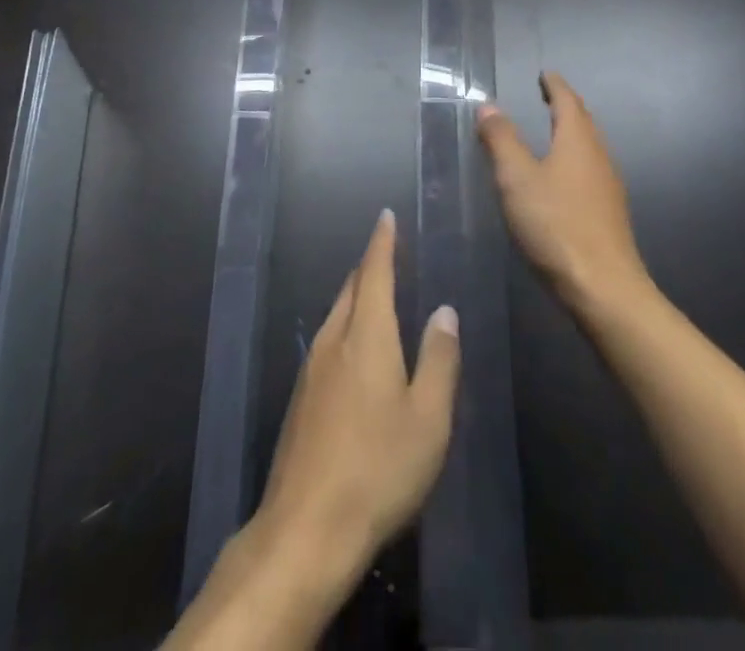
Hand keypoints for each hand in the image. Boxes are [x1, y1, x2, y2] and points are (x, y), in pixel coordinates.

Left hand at [251, 209, 460, 589]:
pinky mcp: (300, 400)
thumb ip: (439, 359)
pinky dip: (346, 327)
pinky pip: (328, 343)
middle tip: (387, 253)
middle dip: (369, 267)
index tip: (385, 216)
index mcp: (366, 336)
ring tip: (376, 295)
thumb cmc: (378, 469)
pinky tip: (356, 351)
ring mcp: (311, 370)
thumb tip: (444, 310)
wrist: (305, 528)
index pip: (374, 273)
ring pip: (336, 315)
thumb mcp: (428, 419)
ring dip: (356, 297)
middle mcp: (334, 341)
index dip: (382, 242)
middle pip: (351, 289)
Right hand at [478, 71, 650, 314]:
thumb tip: (488, 106)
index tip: (545, 74)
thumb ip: (502, 140)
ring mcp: (608, 187)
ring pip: (589, 148)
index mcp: (578, 141)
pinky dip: (574, 160)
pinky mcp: (608, 214)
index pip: (568, 101)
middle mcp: (599, 157)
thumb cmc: (556, 225)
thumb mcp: (516, 179)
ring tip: (552, 132)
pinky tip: (562, 179)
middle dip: (566, 106)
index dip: (555, 85)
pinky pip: (590, 171)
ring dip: (572, 134)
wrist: (603, 288)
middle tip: (547, 96)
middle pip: (583, 122)